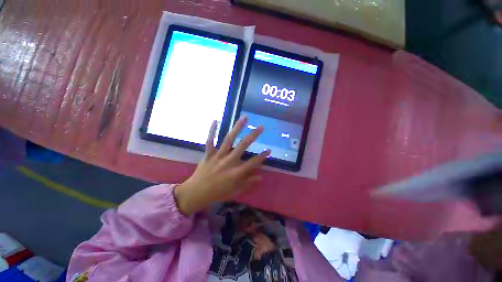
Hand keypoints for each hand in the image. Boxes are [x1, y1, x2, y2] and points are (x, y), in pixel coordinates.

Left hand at [174, 116, 269, 215]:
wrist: (196, 193)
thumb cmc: (217, 193)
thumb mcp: (235, 192)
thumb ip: (248, 183)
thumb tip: (261, 177)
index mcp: (236, 172)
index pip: (253, 162)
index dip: (262, 156)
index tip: (269, 150)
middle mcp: (228, 161)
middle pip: (243, 146)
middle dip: (253, 136)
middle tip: (261, 127)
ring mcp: (218, 156)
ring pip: (229, 139)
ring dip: (237, 128)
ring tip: (244, 118)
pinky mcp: (208, 154)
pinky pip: (210, 141)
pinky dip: (212, 131)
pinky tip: (215, 120)